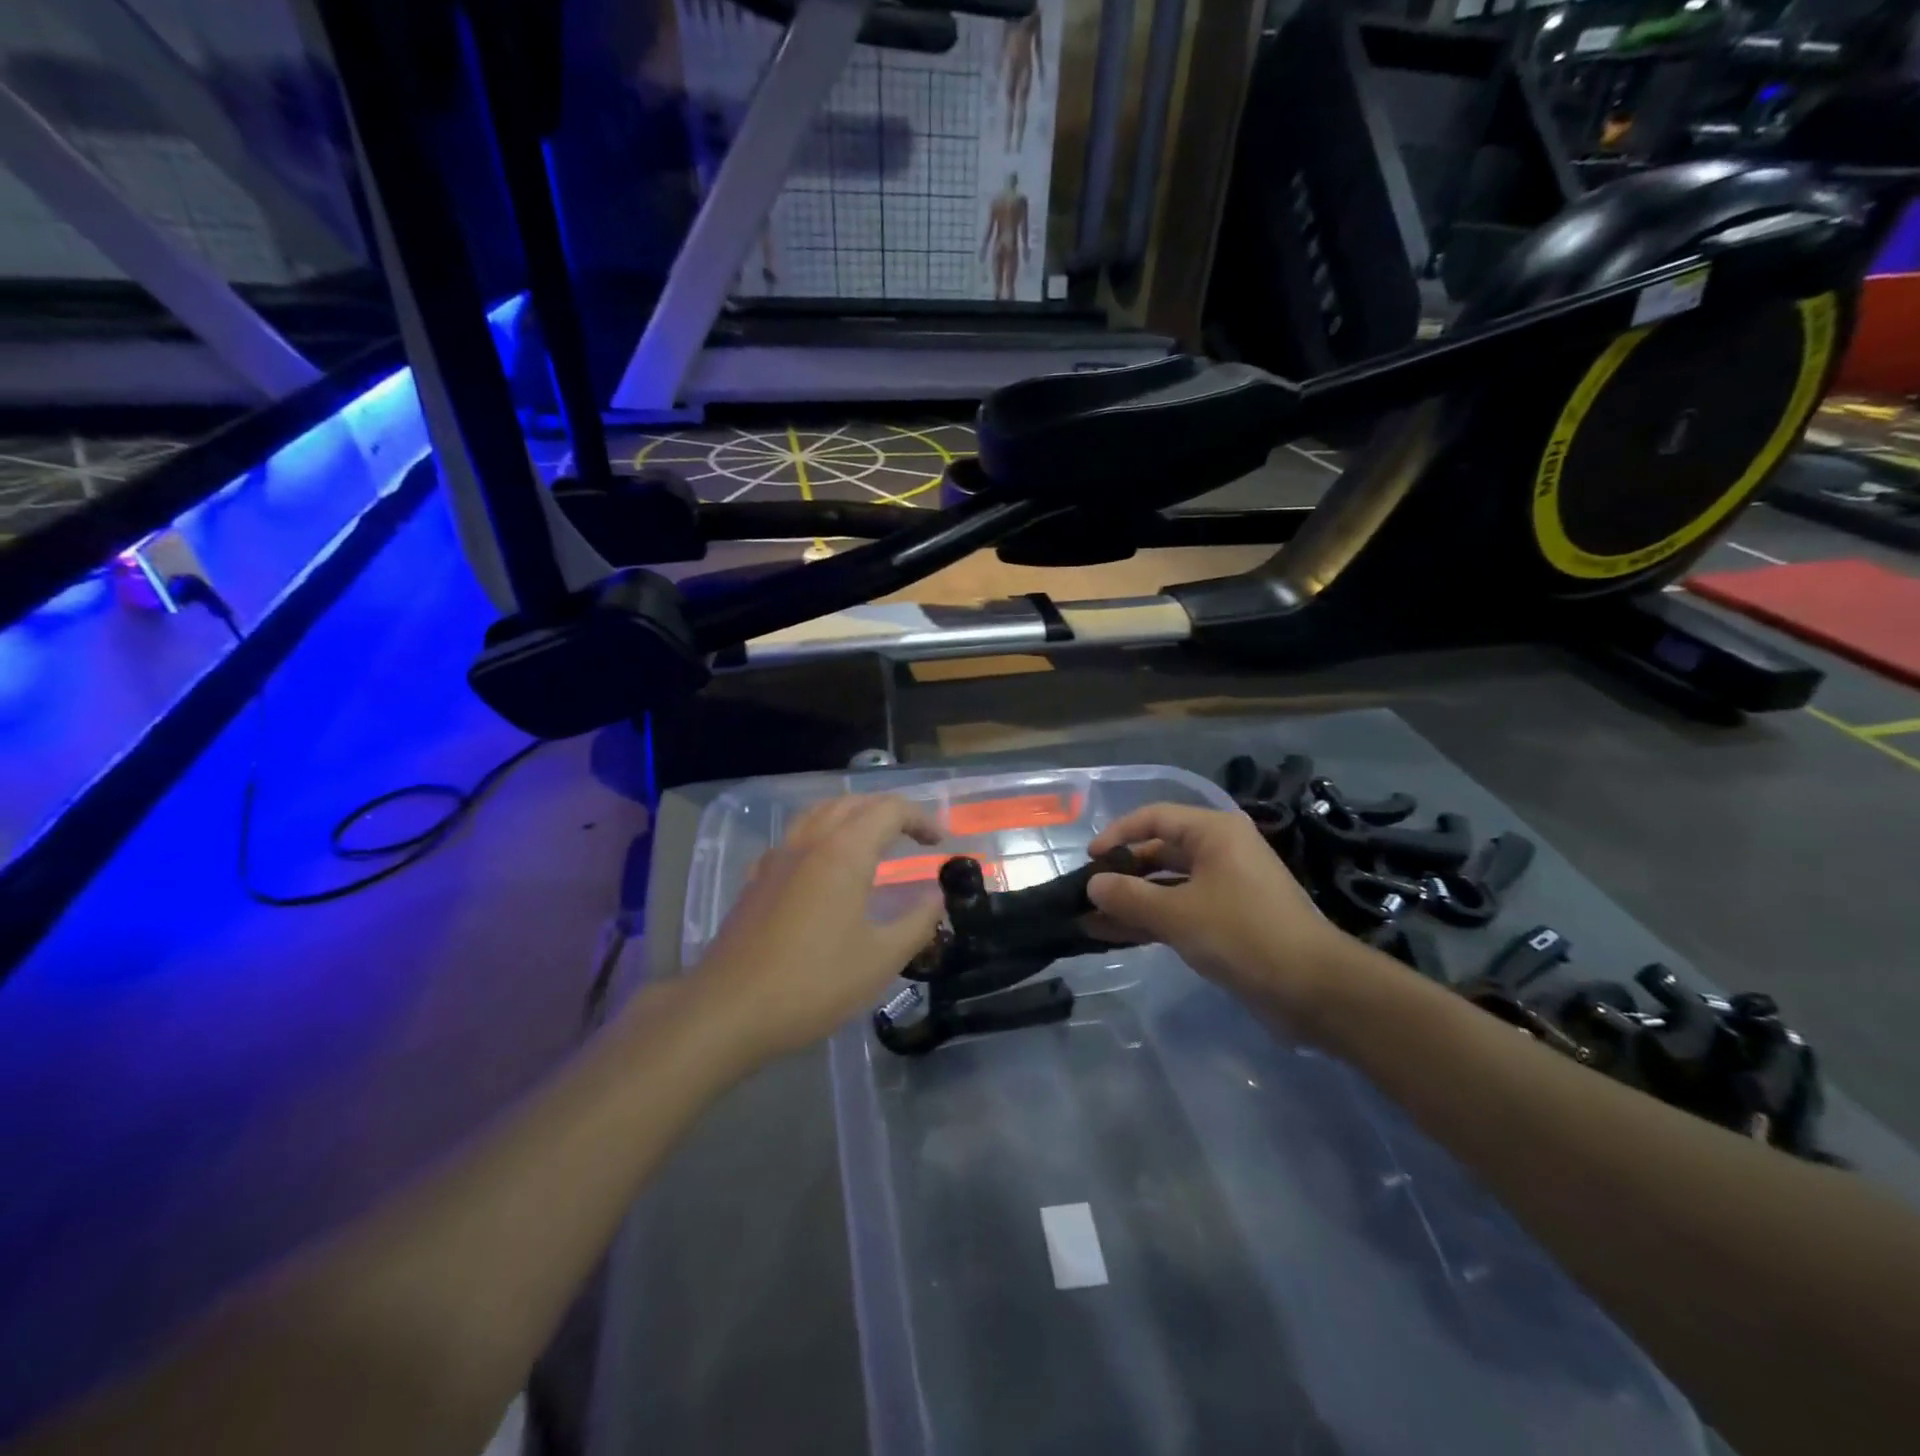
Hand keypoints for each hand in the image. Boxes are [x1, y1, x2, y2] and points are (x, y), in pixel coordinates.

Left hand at [689, 794, 944, 1063]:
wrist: (728, 1010)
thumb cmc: (813, 983)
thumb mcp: (880, 959)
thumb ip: (917, 922)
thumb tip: (937, 897)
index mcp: (843, 853)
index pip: (889, 810)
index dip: (920, 818)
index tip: (940, 842)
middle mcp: (809, 842)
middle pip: (853, 804)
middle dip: (888, 812)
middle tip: (913, 837)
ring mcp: (777, 859)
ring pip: (819, 814)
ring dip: (852, 817)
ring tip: (873, 841)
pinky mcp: (757, 880)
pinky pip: (795, 838)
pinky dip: (822, 836)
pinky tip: (824, 868)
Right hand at [1085, 804, 1357, 1031]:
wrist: (1314, 990)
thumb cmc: (1243, 934)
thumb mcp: (1178, 914)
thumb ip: (1130, 896)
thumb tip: (1093, 885)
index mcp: (1214, 833)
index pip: (1155, 817)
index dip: (1119, 834)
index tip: (1090, 859)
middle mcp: (1220, 852)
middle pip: (1160, 852)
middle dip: (1122, 873)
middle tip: (1087, 894)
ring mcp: (1225, 888)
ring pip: (1167, 886)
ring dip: (1131, 902)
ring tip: (1090, 919)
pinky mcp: (1228, 921)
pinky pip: (1180, 911)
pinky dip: (1151, 921)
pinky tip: (1116, 935)